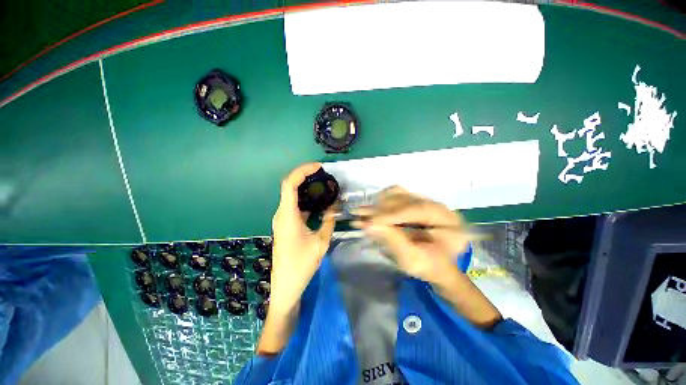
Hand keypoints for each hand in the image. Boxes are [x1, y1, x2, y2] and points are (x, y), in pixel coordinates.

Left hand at [269, 163, 336, 314]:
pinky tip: (319, 203)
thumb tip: (334, 207)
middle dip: (306, 178)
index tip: (318, 167)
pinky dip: (306, 201)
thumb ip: (328, 221)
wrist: (286, 286)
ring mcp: (282, 220)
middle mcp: (281, 214)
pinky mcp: (285, 226)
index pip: (289, 184)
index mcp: (287, 216)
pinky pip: (295, 207)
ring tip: (324, 187)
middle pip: (290, 187)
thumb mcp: (321, 241)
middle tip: (324, 176)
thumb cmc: (302, 264)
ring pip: (292, 197)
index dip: (302, 171)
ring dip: (306, 189)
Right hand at [352, 187, 501, 327]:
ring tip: (361, 211)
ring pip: (399, 194)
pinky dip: (381, 201)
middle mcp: (438, 206)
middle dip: (381, 209)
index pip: (418, 210)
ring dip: (379, 203)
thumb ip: (393, 241)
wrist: (436, 266)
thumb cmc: (428, 267)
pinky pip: (395, 195)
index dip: (392, 215)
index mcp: (449, 221)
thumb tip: (369, 225)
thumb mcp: (413, 260)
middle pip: (406, 199)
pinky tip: (370, 209)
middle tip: (359, 215)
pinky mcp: (414, 202)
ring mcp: (425, 202)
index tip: (370, 222)